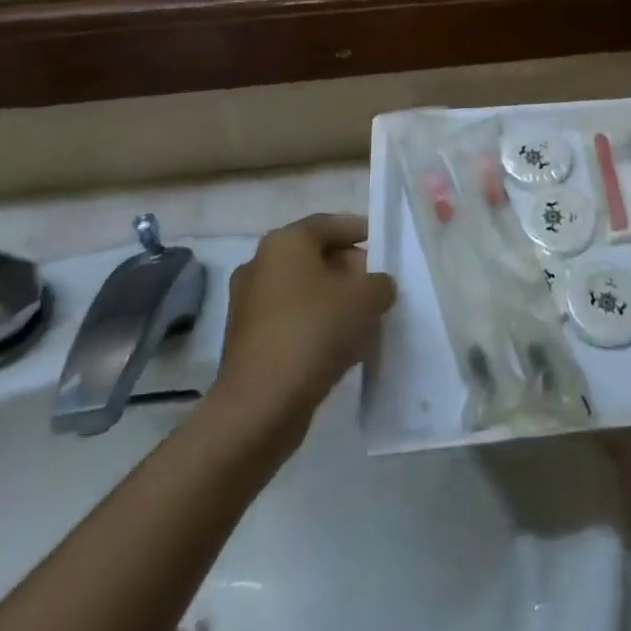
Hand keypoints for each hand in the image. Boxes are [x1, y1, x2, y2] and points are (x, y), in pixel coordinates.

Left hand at [213, 213, 395, 439]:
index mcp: (285, 242)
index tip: (385, 246)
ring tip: (364, 320)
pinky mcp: (245, 339)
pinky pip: (290, 318)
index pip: (330, 224)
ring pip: (303, 290)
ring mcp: (247, 303)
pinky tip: (338, 346)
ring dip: (333, 300)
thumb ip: (380, 282)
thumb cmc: (315, 332)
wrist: (260, 405)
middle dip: (349, 269)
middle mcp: (260, 264)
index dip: (361, 231)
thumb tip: (375, 286)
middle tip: (377, 287)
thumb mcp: (367, 298)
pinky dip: (314, 324)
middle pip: (315, 256)